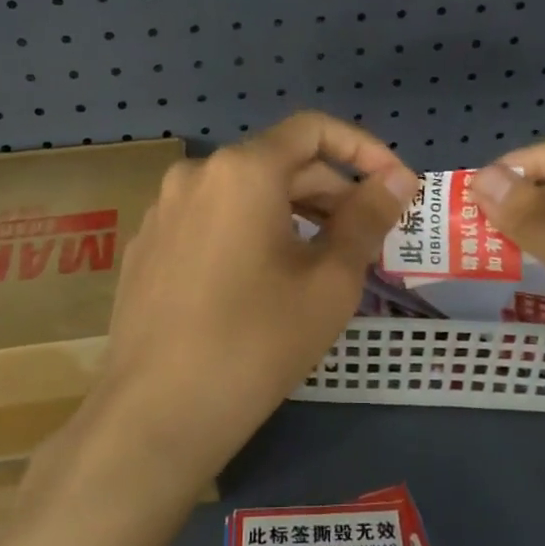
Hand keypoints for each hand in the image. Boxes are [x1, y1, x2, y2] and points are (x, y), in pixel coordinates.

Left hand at [68, 113, 419, 491]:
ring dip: (292, 213)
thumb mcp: (329, 282)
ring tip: (323, 260)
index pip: (313, 130)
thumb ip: (367, 218)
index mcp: (243, 170)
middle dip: (330, 191)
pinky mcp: (146, 246)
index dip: (363, 149)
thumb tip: (398, 179)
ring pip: (243, 193)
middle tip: (368, 236)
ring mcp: (163, 210)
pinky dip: (249, 232)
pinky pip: (211, 220)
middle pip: (278, 163)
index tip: (394, 186)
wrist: (155, 415)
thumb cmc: (256, 342)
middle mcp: (196, 174)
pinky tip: (263, 281)